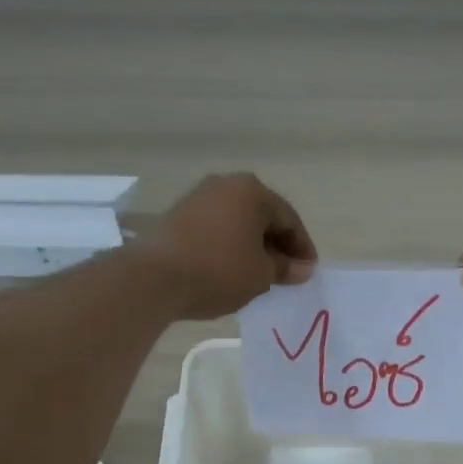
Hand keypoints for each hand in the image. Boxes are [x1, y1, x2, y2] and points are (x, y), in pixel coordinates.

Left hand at [142, 173, 317, 319]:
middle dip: (277, 245)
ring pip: (238, 222)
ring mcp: (198, 197)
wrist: (154, 278)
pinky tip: (232, 270)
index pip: (289, 219)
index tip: (308, 273)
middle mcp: (226, 185)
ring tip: (260, 274)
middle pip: (262, 216)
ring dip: (252, 246)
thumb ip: (285, 268)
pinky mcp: (178, 215)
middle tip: (287, 274)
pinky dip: (230, 247)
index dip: (302, 248)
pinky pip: (216, 229)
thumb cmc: (219, 271)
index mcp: (253, 191)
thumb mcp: (261, 275)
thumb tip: (303, 268)